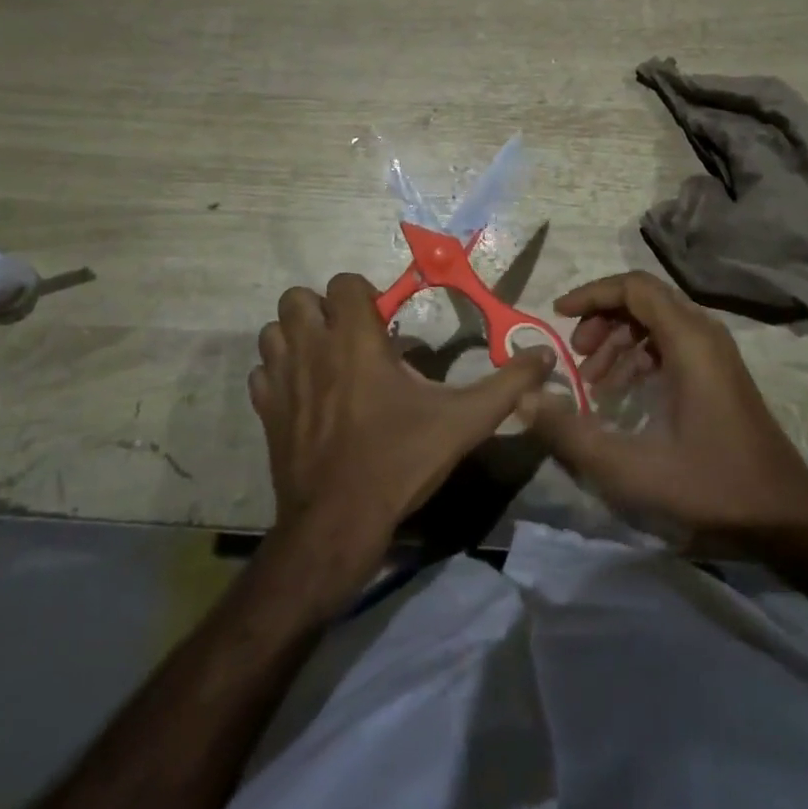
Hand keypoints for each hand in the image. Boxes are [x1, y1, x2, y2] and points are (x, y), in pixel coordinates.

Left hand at [251, 273, 555, 593]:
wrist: (336, 525)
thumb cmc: (399, 462)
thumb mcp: (463, 422)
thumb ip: (506, 385)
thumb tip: (546, 357)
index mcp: (356, 340)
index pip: (343, 283)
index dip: (363, 294)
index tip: (384, 322)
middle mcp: (313, 349)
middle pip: (298, 298)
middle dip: (323, 309)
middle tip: (352, 336)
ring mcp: (282, 381)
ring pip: (273, 331)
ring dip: (296, 336)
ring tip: (326, 360)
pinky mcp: (266, 413)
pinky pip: (262, 374)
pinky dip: (278, 374)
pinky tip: (304, 395)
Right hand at [518, 271, 807, 538]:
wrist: (785, 515)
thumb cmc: (711, 485)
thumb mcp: (632, 467)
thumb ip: (572, 433)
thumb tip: (525, 399)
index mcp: (688, 340)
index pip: (633, 287)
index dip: (592, 294)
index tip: (558, 317)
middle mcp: (704, 333)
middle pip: (643, 299)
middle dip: (602, 319)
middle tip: (576, 358)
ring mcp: (715, 352)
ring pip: (656, 321)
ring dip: (619, 340)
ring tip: (593, 383)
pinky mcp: (718, 372)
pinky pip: (670, 343)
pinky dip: (639, 357)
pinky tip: (622, 395)